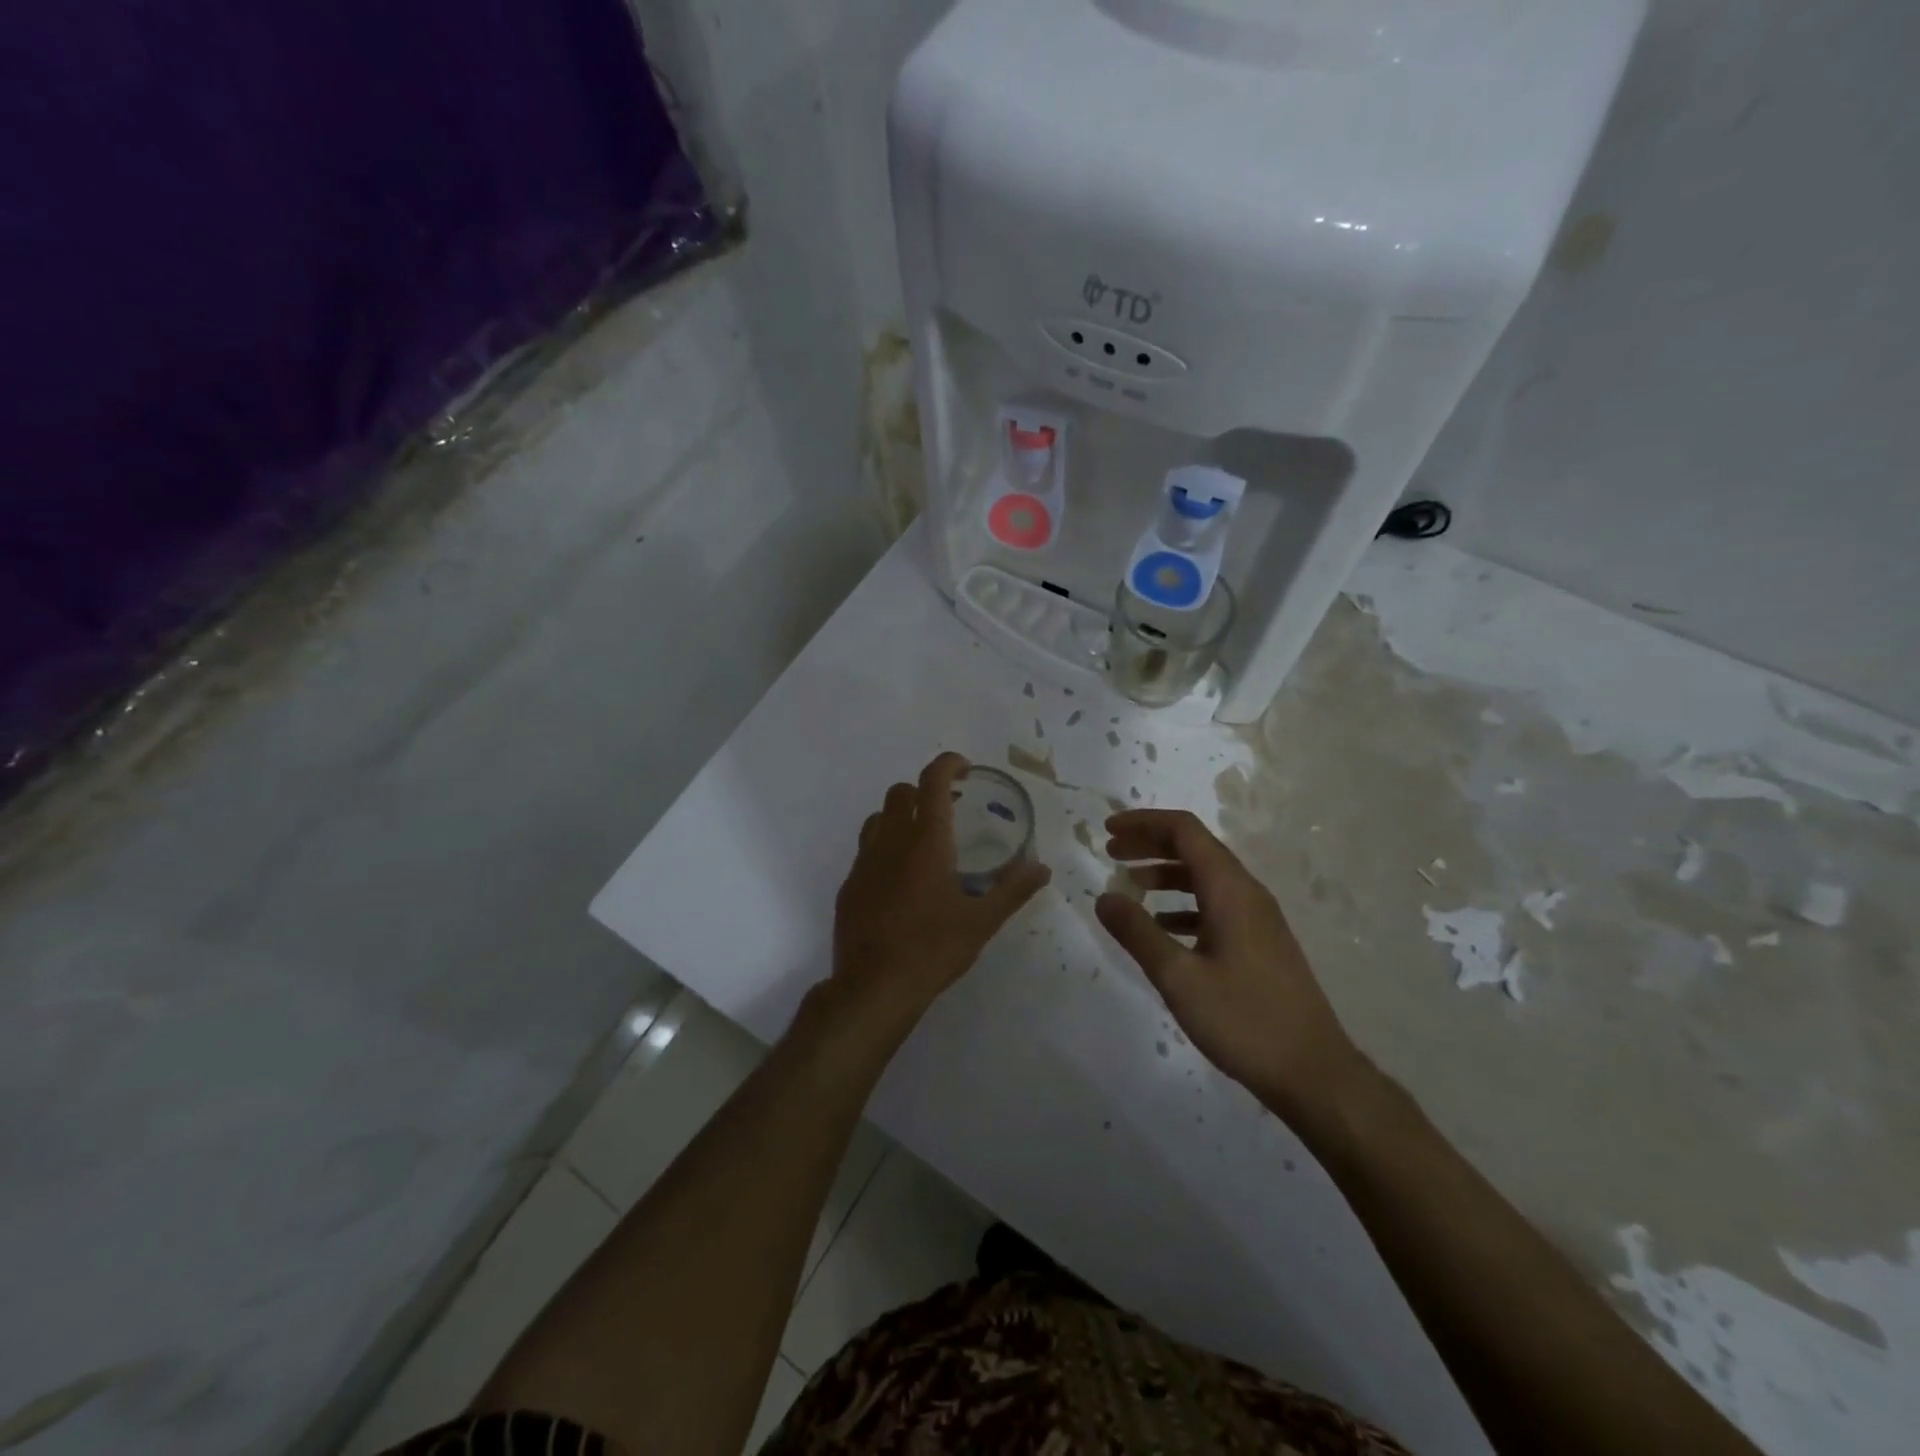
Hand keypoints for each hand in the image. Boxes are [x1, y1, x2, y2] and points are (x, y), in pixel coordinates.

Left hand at [830, 753, 1052, 1030]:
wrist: (873, 987)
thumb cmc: (933, 949)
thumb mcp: (982, 922)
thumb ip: (1013, 890)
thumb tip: (1041, 868)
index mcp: (927, 841)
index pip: (933, 781)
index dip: (948, 764)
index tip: (965, 769)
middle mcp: (891, 841)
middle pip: (901, 792)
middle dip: (923, 791)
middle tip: (947, 812)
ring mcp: (864, 862)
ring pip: (878, 819)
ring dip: (899, 818)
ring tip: (921, 844)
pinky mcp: (849, 885)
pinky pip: (865, 851)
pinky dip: (884, 850)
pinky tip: (899, 882)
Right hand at [1095, 810, 1366, 1116]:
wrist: (1313, 1073)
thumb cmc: (1244, 1020)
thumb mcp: (1179, 978)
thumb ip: (1138, 933)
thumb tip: (1103, 897)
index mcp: (1230, 890)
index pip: (1184, 830)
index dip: (1144, 823)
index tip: (1107, 830)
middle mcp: (1246, 893)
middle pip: (1194, 848)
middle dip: (1150, 843)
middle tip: (1111, 852)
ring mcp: (1257, 919)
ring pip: (1205, 877)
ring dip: (1165, 874)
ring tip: (1129, 887)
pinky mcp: (1259, 943)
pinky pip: (1215, 905)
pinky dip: (1182, 904)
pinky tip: (1161, 928)